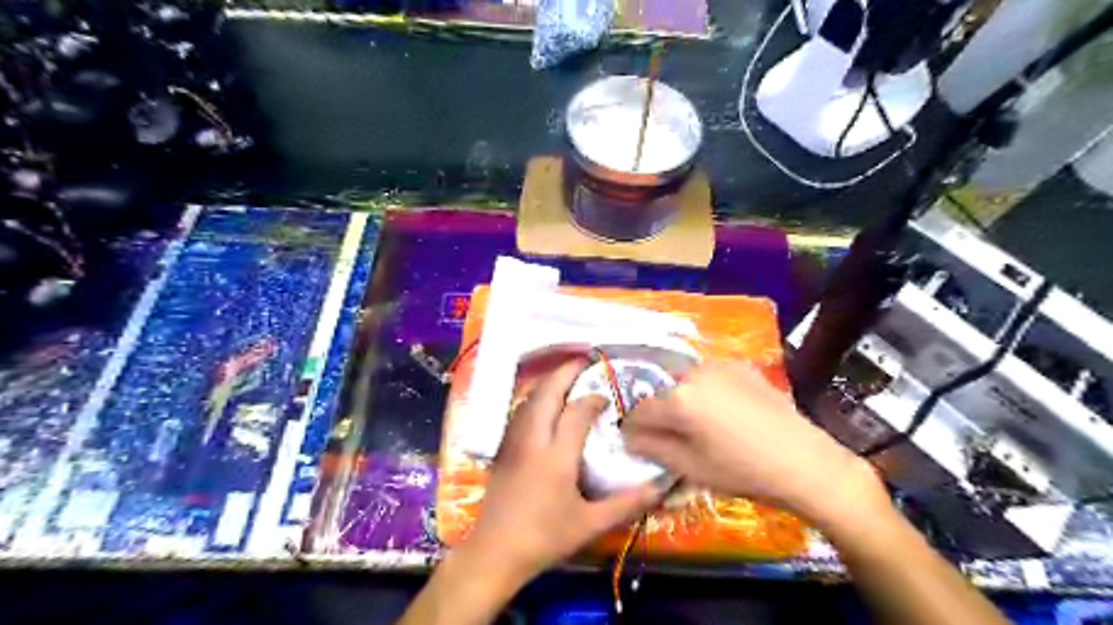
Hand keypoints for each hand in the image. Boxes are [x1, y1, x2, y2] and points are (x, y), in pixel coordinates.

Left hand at [459, 356, 659, 585]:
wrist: (494, 552)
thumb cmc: (544, 538)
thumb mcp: (590, 524)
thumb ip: (626, 504)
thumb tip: (659, 486)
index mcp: (556, 455)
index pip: (576, 412)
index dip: (593, 399)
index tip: (607, 397)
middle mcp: (533, 439)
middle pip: (547, 393)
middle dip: (565, 372)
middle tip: (584, 361)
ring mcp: (513, 442)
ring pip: (529, 399)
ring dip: (548, 383)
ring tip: (566, 377)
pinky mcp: (503, 448)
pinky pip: (519, 411)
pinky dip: (535, 398)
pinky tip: (543, 404)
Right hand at [622, 360, 883, 525]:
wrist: (804, 462)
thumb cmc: (743, 472)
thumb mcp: (690, 468)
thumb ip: (651, 448)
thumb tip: (629, 436)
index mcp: (679, 399)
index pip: (640, 411)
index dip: (635, 430)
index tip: (641, 445)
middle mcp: (694, 373)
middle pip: (664, 395)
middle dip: (664, 416)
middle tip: (680, 441)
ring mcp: (720, 366)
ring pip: (687, 384)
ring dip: (687, 402)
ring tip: (707, 429)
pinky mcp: (742, 367)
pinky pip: (712, 378)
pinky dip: (710, 393)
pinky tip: (729, 416)